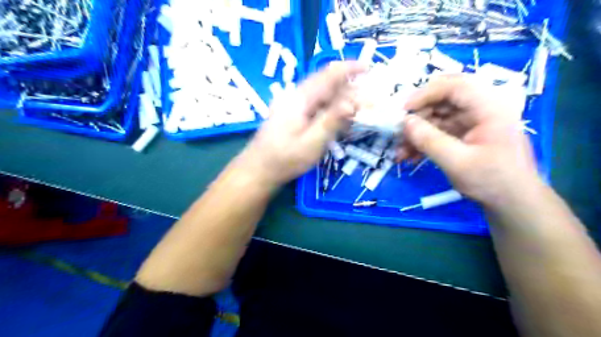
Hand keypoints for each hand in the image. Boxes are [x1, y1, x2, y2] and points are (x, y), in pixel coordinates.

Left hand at [237, 62, 363, 187]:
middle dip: (348, 86)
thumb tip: (354, 102)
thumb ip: (332, 121)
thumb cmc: (285, 158)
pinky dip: (329, 108)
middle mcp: (296, 96)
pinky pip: (314, 105)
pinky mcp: (291, 115)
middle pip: (325, 83)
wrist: (258, 169)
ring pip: (321, 95)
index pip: (328, 75)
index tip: (368, 67)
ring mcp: (292, 105)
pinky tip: (337, 118)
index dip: (349, 68)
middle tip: (368, 96)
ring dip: (340, 98)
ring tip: (357, 107)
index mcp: (301, 98)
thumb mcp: (312, 142)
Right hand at [401, 75, 542, 208]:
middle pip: (443, 101)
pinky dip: (424, 142)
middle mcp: (481, 109)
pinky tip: (409, 156)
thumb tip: (405, 122)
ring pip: (437, 118)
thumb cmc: (492, 181)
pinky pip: (439, 132)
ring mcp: (472, 123)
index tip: (403, 110)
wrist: (513, 203)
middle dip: (418, 117)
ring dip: (417, 133)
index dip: (425, 94)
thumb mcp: (457, 162)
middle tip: (399, 132)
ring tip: (400, 152)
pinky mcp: (465, 135)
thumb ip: (429, 140)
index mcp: (489, 107)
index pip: (454, 86)